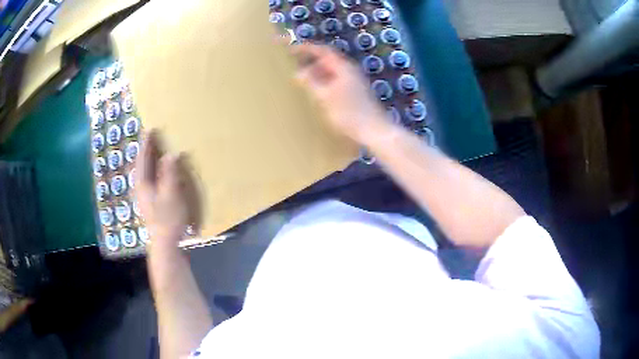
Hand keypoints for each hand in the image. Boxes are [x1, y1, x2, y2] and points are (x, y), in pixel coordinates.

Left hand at [136, 130, 200, 251]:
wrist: (164, 243)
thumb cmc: (168, 219)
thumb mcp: (171, 195)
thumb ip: (169, 174)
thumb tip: (170, 155)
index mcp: (143, 184)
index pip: (143, 159)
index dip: (146, 144)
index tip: (150, 129)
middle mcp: (140, 188)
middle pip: (140, 165)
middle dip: (144, 151)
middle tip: (150, 139)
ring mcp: (143, 197)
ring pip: (143, 173)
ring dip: (147, 160)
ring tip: (153, 152)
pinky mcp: (148, 203)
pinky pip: (147, 180)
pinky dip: (151, 171)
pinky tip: (156, 173)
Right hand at [289, 43, 390, 144]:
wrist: (375, 131)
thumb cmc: (349, 113)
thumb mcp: (325, 96)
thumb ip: (311, 82)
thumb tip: (298, 73)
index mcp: (344, 67)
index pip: (323, 51)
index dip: (307, 48)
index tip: (291, 50)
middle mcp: (350, 71)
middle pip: (327, 60)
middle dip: (310, 61)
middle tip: (294, 67)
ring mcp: (354, 82)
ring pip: (331, 72)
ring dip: (317, 73)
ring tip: (302, 81)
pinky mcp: (355, 93)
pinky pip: (335, 82)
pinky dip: (324, 83)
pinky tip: (316, 93)